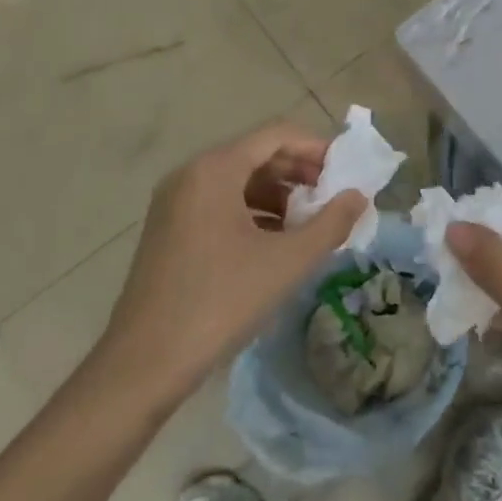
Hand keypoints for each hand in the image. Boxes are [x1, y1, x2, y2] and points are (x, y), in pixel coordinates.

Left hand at [88, 121, 365, 420]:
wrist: (143, 365)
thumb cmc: (220, 302)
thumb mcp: (287, 262)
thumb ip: (331, 223)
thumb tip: (358, 196)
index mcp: (215, 169)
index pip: (276, 135)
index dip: (316, 148)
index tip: (346, 172)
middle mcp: (191, 174)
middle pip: (257, 154)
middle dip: (299, 171)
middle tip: (332, 197)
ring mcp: (175, 202)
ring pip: (238, 180)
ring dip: (279, 194)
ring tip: (309, 223)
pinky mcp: (168, 229)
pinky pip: (220, 203)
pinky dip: (253, 212)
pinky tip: (275, 242)